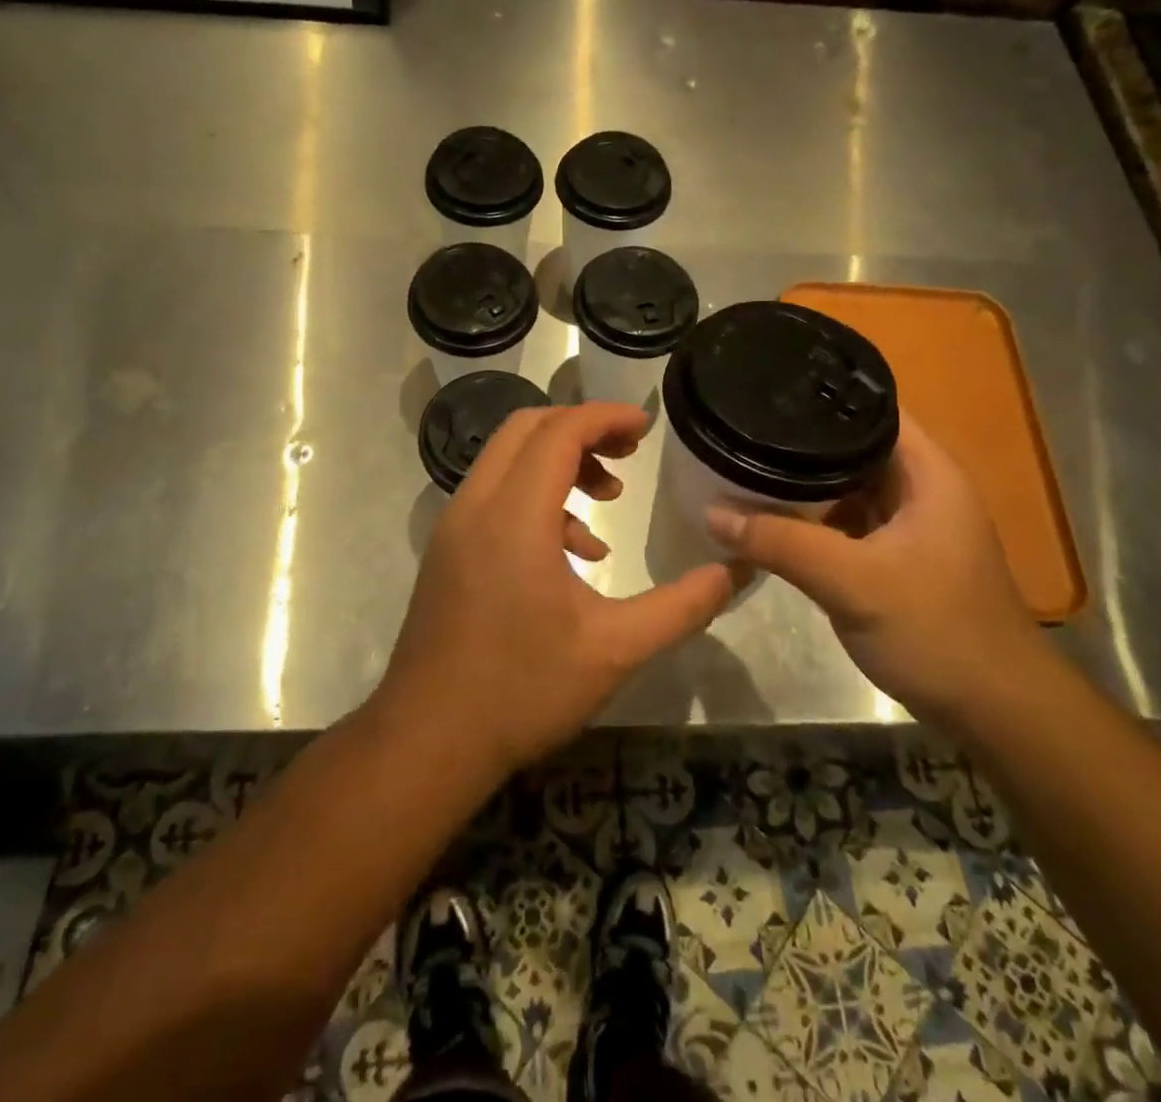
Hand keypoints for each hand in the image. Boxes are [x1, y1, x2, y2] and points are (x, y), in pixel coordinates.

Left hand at [379, 402, 739, 781]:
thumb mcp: (615, 650)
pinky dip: (535, 497)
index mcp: (514, 516)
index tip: (647, 426)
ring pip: (506, 460)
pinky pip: (494, 495)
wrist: (428, 741)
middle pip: (526, 429)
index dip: (606, 418)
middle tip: (629, 454)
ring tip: (607, 500)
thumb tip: (732, 572)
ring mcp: (454, 527)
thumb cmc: (522, 690)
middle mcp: (476, 506)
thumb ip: (680, 607)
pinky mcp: (447, 550)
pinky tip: (572, 552)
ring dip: (558, 463)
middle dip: (581, 430)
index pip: (559, 432)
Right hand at [706, 406, 1040, 723]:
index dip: (823, 395)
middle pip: (855, 446)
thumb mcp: (851, 581)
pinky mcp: (898, 557)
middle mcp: (922, 487)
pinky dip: (816, 518)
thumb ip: (780, 543)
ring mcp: (911, 524)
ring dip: (806, 482)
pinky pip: (849, 521)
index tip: (768, 390)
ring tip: (747, 464)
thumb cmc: (936, 630)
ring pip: (849, 486)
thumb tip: (711, 512)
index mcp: (928, 472)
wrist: (995, 711)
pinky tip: (775, 518)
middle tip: (743, 429)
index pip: (873, 408)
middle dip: (802, 441)